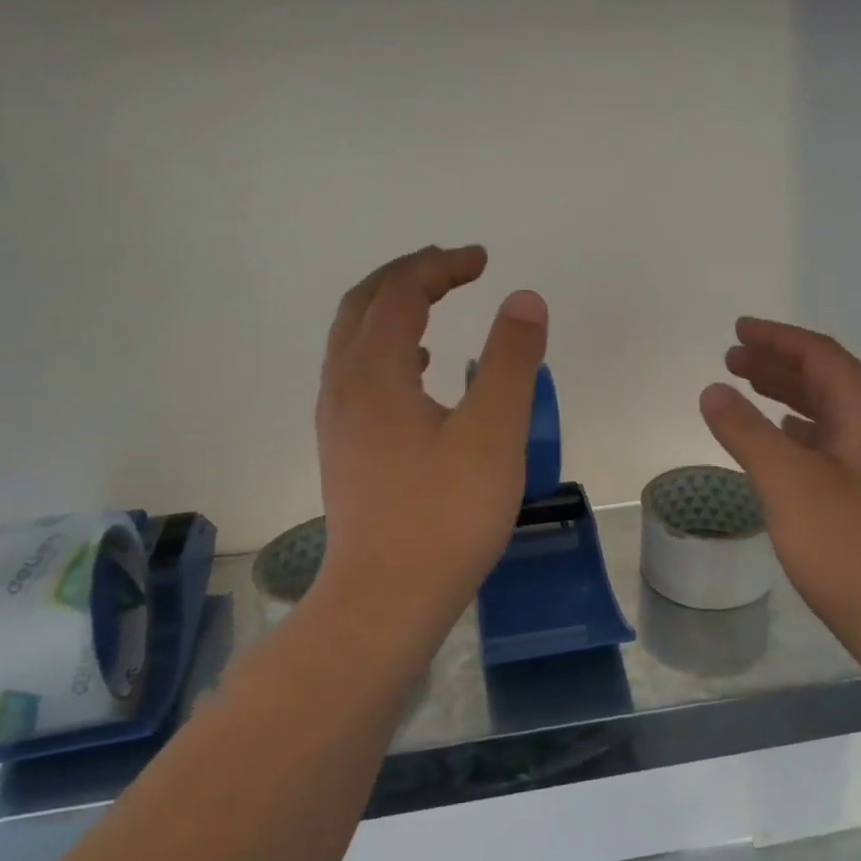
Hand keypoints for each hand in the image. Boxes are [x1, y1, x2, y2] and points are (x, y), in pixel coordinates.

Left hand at [315, 245, 547, 631]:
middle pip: (364, 305)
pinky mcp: (344, 449)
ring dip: (392, 308)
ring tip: (435, 304)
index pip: (400, 292)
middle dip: (409, 275)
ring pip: (354, 339)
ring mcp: (337, 420)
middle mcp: (343, 386)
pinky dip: (387, 347)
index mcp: (375, 372)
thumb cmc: (444, 515)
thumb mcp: (493, 432)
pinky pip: (357, 372)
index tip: (483, 261)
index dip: (441, 266)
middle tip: (455, 268)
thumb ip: (510, 360)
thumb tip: (523, 299)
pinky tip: (420, 370)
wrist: (385, 600)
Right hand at [699, 318, 860, 658]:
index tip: (737, 330)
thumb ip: (747, 431)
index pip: (820, 355)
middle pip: (824, 378)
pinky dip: (796, 429)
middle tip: (732, 358)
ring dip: (786, 394)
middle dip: (777, 363)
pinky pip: (827, 441)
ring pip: (826, 410)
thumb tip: (713, 390)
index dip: (777, 338)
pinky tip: (777, 436)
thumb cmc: (846, 543)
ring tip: (745, 387)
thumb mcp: (787, 481)